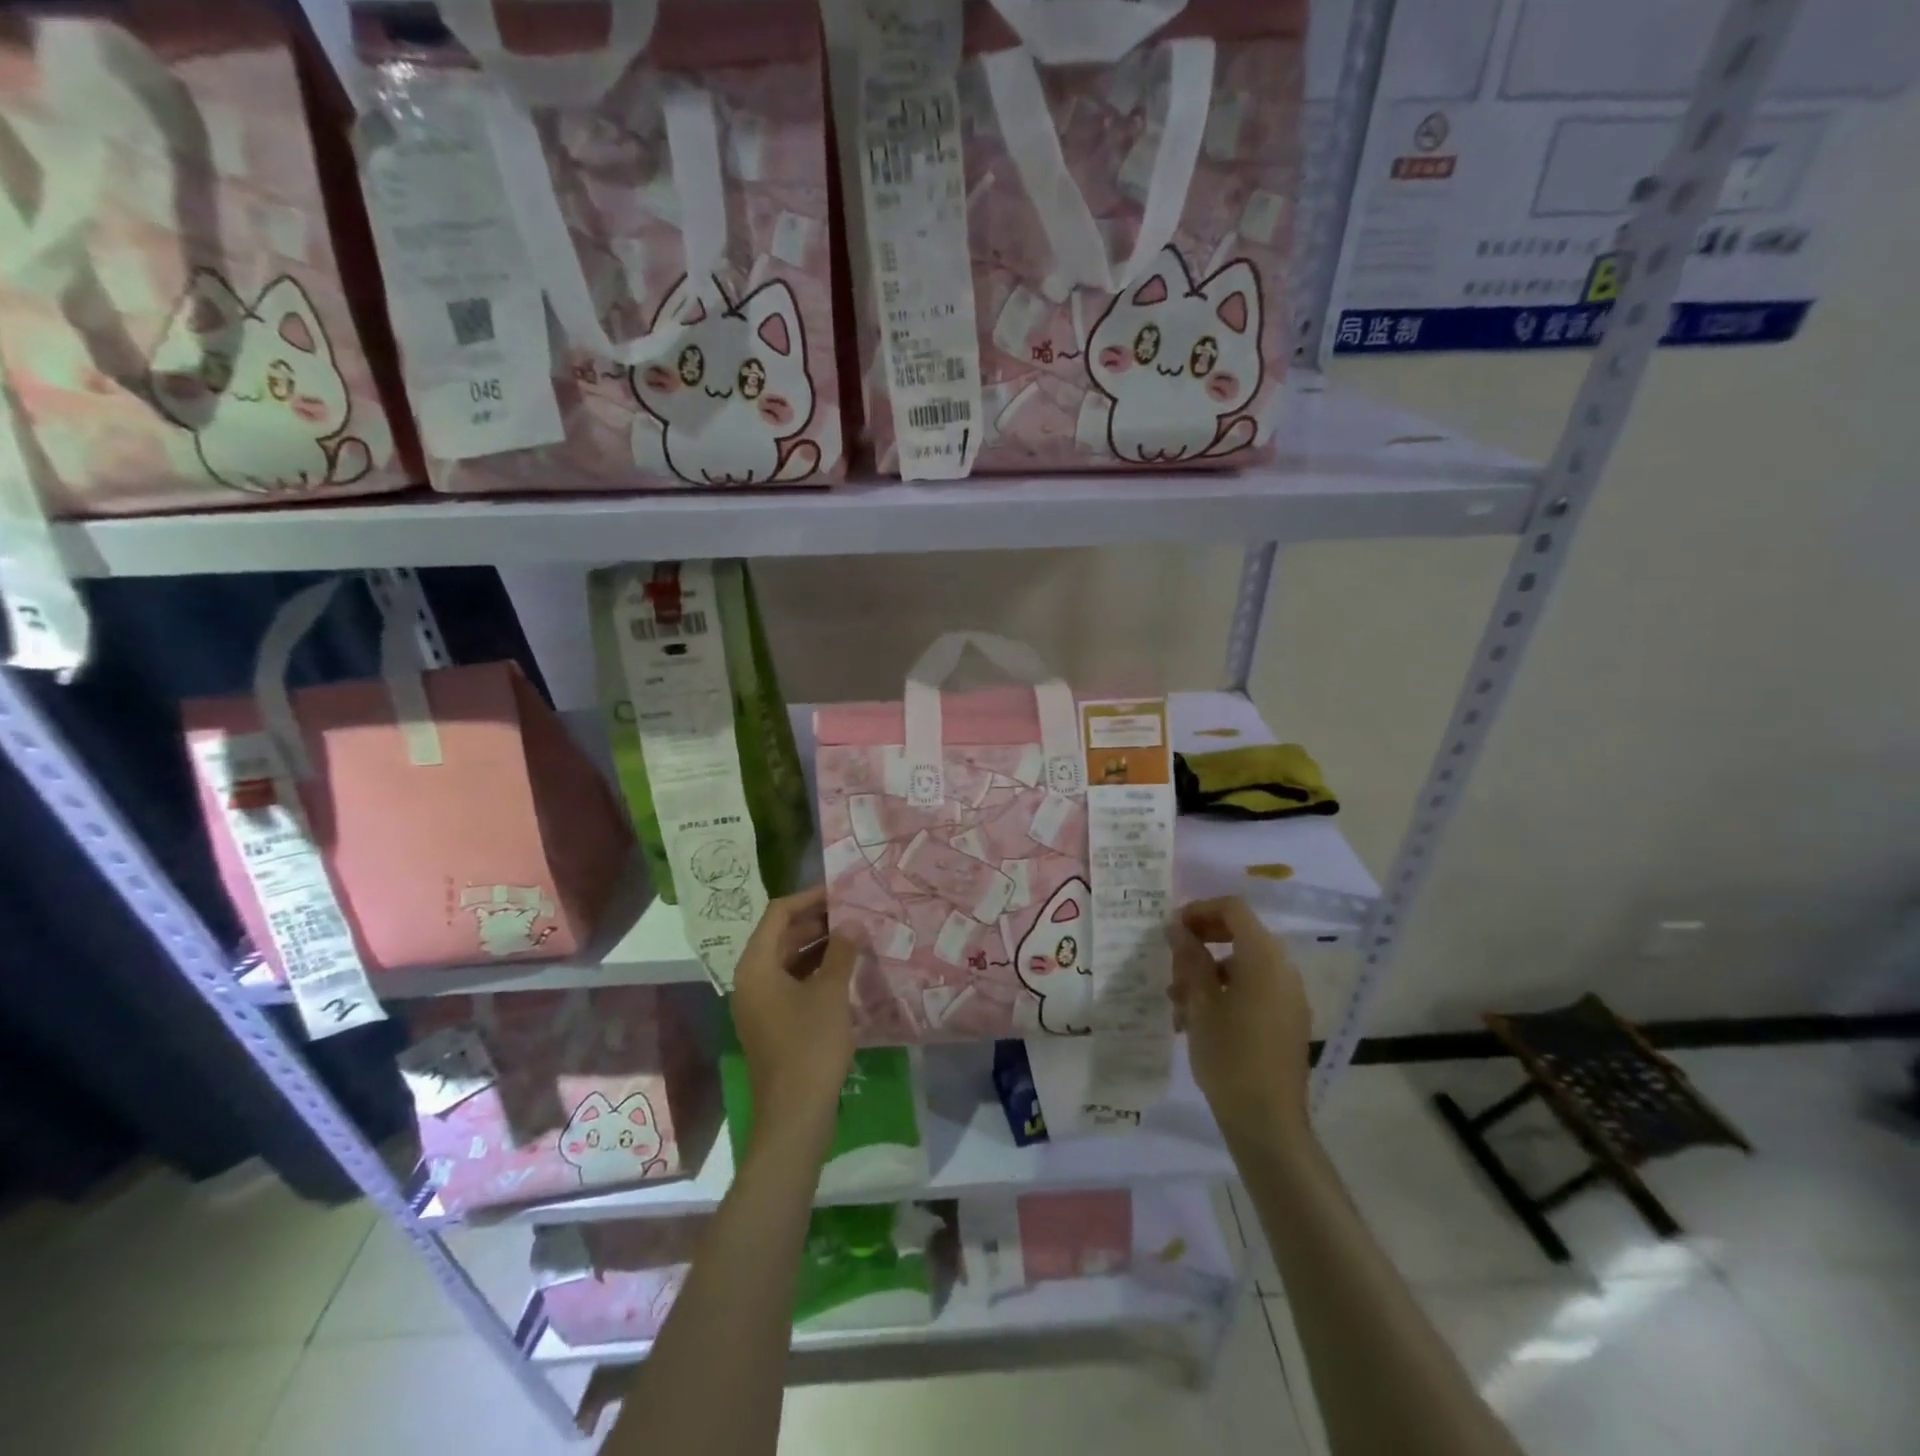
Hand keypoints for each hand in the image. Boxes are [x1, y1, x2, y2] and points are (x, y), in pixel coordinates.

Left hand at [730, 886, 860, 1150]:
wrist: (794, 1115)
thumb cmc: (809, 1046)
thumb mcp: (830, 993)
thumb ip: (841, 952)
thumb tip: (852, 923)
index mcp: (756, 966)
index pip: (778, 914)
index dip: (809, 898)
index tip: (841, 892)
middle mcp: (751, 979)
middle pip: (782, 936)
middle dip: (817, 922)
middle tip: (855, 913)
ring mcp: (761, 1003)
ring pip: (789, 960)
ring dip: (819, 946)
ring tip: (856, 937)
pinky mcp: (773, 1023)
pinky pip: (793, 983)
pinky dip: (816, 971)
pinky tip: (846, 970)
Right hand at [1166, 896, 1312, 1146]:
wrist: (1268, 1122)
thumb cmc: (1229, 1056)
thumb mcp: (1199, 1003)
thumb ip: (1189, 958)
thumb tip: (1177, 926)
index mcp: (1264, 958)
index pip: (1233, 909)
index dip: (1199, 910)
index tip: (1171, 929)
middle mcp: (1283, 969)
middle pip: (1240, 934)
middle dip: (1202, 942)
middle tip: (1171, 962)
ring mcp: (1289, 996)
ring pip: (1243, 965)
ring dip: (1208, 971)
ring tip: (1177, 1000)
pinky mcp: (1288, 1020)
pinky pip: (1254, 989)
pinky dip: (1226, 991)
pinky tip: (1198, 1020)